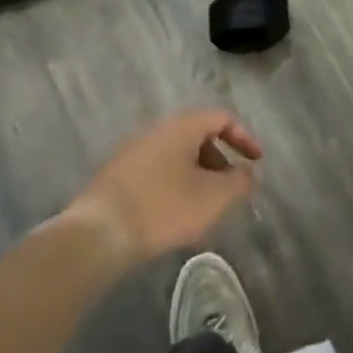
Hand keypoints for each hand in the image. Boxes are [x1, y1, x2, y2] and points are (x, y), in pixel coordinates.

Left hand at [66, 109, 261, 264]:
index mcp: (183, 125)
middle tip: (230, 188)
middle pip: (198, 135)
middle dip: (219, 160)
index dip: (244, 137)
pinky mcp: (116, 175)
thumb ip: (239, 183)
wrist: (96, 234)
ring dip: (196, 175)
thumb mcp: (212, 198)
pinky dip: (173, 185)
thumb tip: (250, 174)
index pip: (222, 118)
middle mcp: (157, 128)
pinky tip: (172, 215)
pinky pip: (156, 171)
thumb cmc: (162, 208)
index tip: (256, 162)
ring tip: (203, 207)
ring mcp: (133, 150)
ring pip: (176, 155)